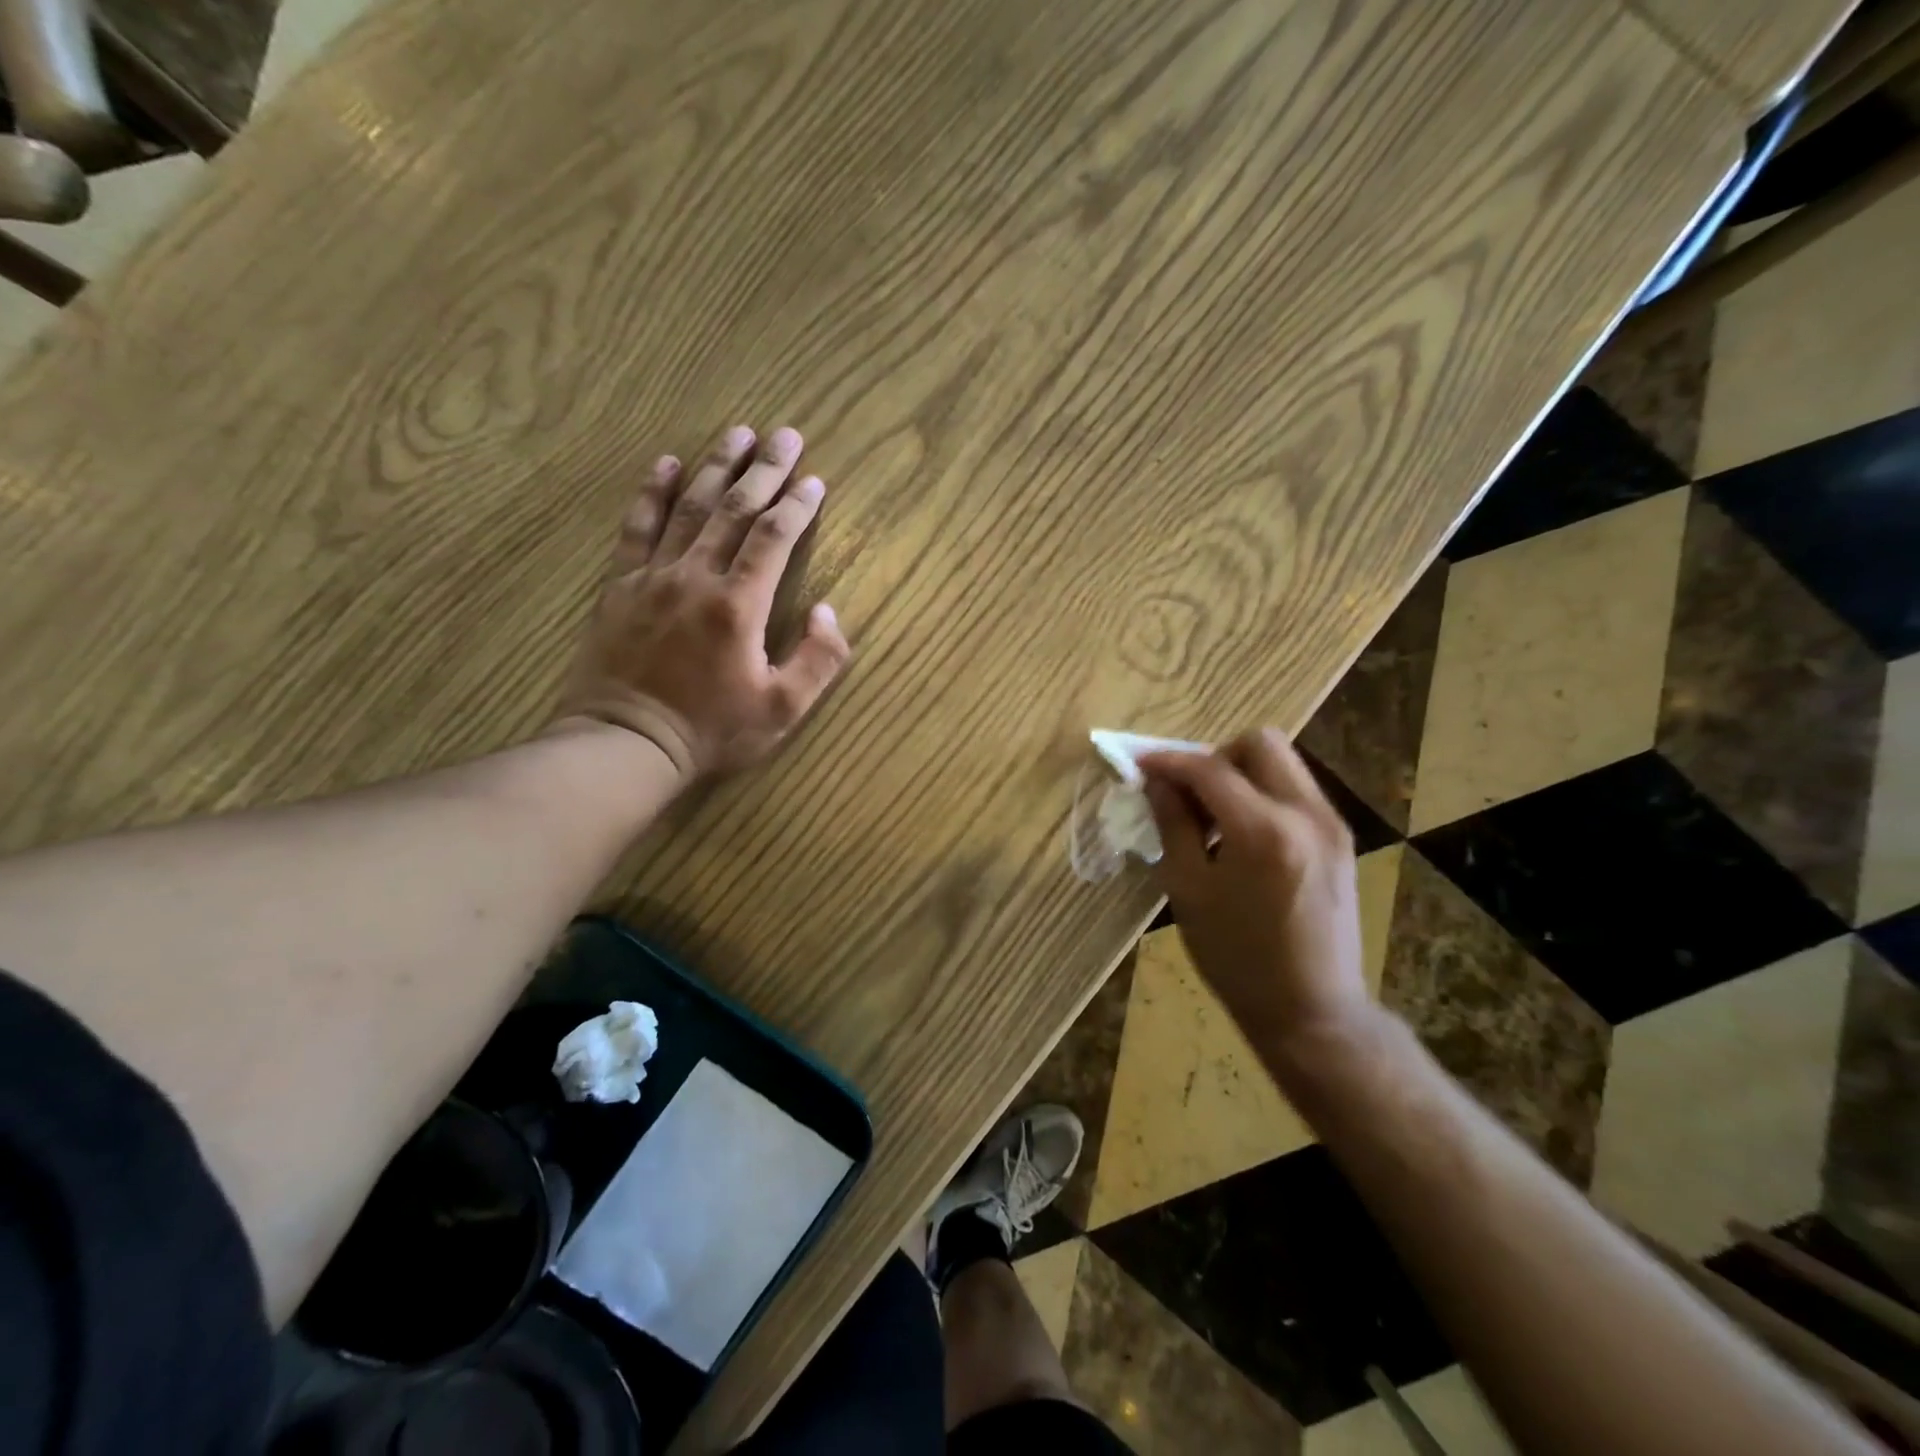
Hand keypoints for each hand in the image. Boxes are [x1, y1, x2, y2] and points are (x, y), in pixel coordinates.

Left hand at [553, 424, 851, 780]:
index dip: (798, 506)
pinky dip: (652, 492)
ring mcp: (653, 576)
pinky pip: (637, 528)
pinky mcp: (620, 585)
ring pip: (689, 508)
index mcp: (739, 606)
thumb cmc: (712, 731)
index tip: (815, 480)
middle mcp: (697, 577)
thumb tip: (828, 611)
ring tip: (737, 433)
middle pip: (735, 510)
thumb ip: (818, 660)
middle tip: (785, 435)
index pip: (774, 539)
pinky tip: (666, 463)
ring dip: (716, 467)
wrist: (627, 744)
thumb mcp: (783, 710)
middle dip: (764, 469)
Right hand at [1139, 729, 1369, 1057]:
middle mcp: (1306, 813)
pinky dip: (1263, 795)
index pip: (1209, 768)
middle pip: (1259, 743)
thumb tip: (1157, 782)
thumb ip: (1172, 825)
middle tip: (1188, 792)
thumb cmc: (1237, 959)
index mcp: (1263, 830)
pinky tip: (1242, 838)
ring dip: (1240, 775)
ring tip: (1213, 820)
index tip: (1140, 765)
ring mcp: (1331, 824)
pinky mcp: (1340, 839)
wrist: (1313, 1011)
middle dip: (1215, 756)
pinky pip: (1296, 791)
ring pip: (1282, 763)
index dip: (1169, 761)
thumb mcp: (1189, 891)